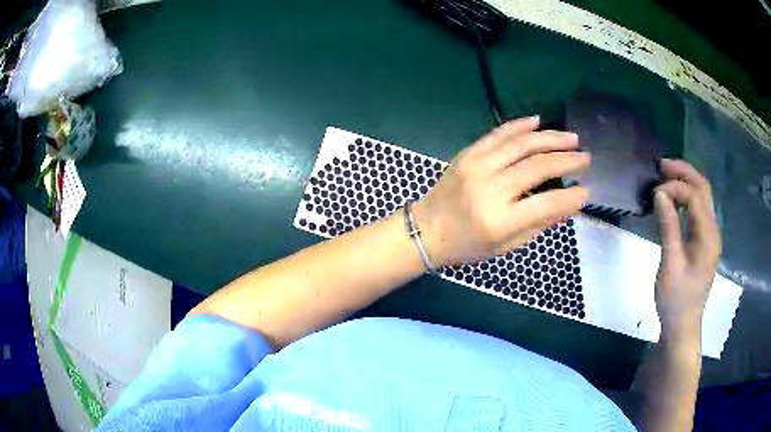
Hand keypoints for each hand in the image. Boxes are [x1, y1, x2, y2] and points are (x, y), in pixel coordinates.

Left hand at [412, 116, 589, 266]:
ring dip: (550, 138)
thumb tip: (569, 204)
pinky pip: (497, 134)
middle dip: (566, 160)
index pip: (545, 204)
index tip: (587, 190)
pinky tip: (538, 121)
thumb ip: (538, 224)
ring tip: (571, 138)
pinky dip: (519, 125)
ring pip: (521, 144)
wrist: (427, 229)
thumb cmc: (468, 245)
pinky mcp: (468, 154)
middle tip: (586, 157)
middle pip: (536, 167)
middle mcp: (489, 189)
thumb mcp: (505, 245)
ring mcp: (476, 167)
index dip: (570, 197)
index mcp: (498, 220)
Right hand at [654, 159, 720, 340]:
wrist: (683, 325)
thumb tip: (660, 193)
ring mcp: (711, 235)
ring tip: (666, 176)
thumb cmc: (675, 300)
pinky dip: (687, 196)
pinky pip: (699, 209)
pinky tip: (675, 198)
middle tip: (661, 165)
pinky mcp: (705, 241)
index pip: (695, 196)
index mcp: (708, 237)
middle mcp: (714, 231)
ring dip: (686, 182)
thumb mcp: (670, 265)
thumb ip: (668, 227)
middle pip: (704, 189)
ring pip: (703, 196)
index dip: (676, 187)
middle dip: (684, 172)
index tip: (655, 192)